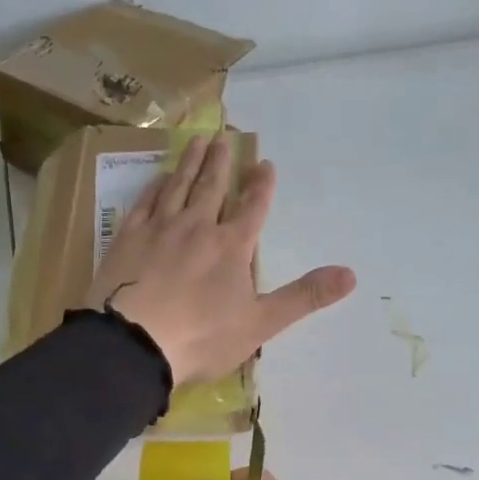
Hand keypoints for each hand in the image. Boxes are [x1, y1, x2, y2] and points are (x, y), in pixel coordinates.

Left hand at [85, 134, 355, 386]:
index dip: (261, 186)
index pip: (252, 208)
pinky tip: (158, 177)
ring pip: (178, 186)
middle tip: (224, 135)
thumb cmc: (201, 338)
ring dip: (190, 162)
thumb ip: (304, 297)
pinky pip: (144, 203)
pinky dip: (154, 186)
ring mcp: (159, 230)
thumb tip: (351, 274)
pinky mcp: (127, 239)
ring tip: (197, 141)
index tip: (265, 163)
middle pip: (212, 187)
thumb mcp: (261, 324)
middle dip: (221, 162)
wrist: (132, 344)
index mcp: (231, 247)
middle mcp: (196, 227)